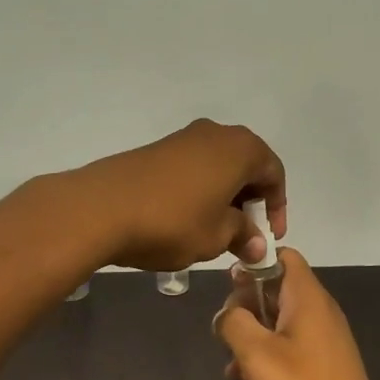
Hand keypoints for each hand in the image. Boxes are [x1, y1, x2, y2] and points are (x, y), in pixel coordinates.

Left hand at [74, 119, 286, 271]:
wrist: (102, 207)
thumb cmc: (173, 221)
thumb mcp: (217, 236)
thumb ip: (244, 236)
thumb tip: (257, 245)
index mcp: (240, 148)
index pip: (274, 173)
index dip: (277, 208)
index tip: (268, 238)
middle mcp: (215, 134)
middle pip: (246, 166)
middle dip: (250, 201)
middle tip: (245, 236)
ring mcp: (183, 138)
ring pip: (217, 166)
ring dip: (224, 197)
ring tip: (215, 231)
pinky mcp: (156, 149)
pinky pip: (192, 168)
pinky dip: (199, 191)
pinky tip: (187, 219)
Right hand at [216, 248, 379, 379]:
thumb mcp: (257, 354)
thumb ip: (234, 322)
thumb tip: (226, 314)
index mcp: (308, 299)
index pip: (283, 256)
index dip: (254, 261)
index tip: (228, 285)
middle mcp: (318, 314)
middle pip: (274, 289)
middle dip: (244, 306)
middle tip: (226, 333)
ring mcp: (321, 343)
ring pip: (275, 323)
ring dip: (249, 337)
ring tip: (232, 366)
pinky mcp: (319, 370)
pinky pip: (285, 350)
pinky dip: (264, 359)